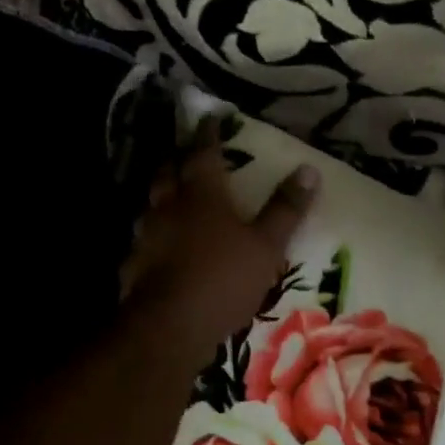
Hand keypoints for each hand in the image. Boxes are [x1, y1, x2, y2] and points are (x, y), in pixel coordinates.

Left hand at [122, 122, 318, 356]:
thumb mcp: (267, 245)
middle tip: (185, 154)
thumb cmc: (224, 279)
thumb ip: (285, 209)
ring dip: (163, 197)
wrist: (170, 326)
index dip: (207, 134)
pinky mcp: (135, 265)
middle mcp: (168, 207)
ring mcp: (147, 236)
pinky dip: (156, 235)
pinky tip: (162, 247)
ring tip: (174, 198)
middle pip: (168, 173)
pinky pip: (145, 240)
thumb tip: (309, 169)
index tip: (209, 118)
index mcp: (202, 195)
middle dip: (177, 160)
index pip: (203, 153)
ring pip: (152, 205)